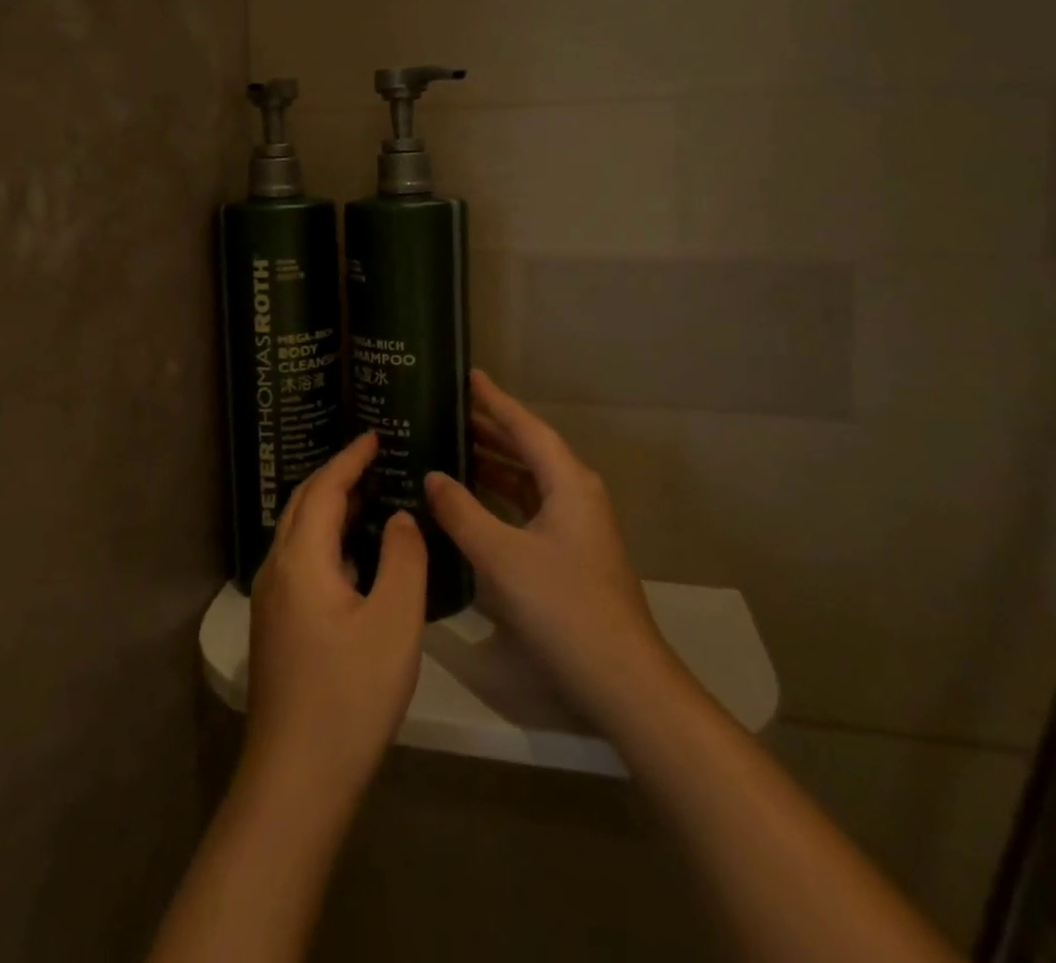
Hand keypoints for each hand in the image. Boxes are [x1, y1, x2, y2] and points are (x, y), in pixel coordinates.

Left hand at [245, 431, 426, 816]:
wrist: (296, 779)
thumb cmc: (351, 695)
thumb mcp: (394, 621)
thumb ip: (402, 558)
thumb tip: (398, 517)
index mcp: (302, 559)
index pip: (325, 489)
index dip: (350, 458)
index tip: (375, 434)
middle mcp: (278, 569)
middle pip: (304, 504)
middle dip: (337, 475)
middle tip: (374, 458)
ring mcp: (271, 599)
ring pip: (299, 533)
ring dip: (330, 506)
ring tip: (370, 496)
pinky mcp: (276, 625)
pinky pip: (301, 559)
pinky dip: (327, 538)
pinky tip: (354, 556)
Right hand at [424, 370, 684, 728]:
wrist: (622, 681)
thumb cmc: (562, 606)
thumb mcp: (500, 556)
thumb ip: (462, 512)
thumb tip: (432, 476)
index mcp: (568, 481)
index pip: (525, 427)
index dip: (495, 400)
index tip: (468, 375)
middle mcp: (576, 494)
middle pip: (528, 450)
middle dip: (490, 430)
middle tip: (447, 413)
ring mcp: (576, 526)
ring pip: (528, 481)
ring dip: (493, 465)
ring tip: (450, 450)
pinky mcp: (570, 554)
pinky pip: (529, 508)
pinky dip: (500, 499)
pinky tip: (471, 505)